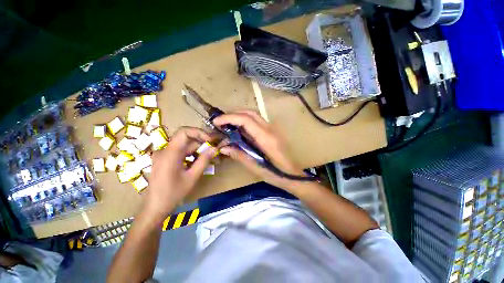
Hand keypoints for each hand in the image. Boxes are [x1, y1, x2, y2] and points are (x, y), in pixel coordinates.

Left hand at [144, 127, 216, 221]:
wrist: (154, 208)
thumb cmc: (173, 194)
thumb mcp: (192, 177)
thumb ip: (204, 161)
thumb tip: (215, 148)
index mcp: (170, 153)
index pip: (184, 132)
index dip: (199, 132)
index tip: (210, 140)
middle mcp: (165, 150)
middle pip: (186, 139)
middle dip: (202, 142)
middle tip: (214, 149)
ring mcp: (164, 155)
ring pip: (185, 146)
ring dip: (198, 149)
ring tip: (210, 156)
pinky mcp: (165, 159)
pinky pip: (181, 152)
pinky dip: (192, 154)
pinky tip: (199, 161)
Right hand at [213, 110, 304, 189]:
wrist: (293, 175)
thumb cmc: (276, 174)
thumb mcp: (255, 168)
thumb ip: (239, 155)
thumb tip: (223, 147)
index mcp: (266, 138)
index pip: (246, 120)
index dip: (229, 118)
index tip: (216, 122)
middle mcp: (270, 129)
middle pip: (250, 113)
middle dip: (233, 114)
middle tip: (221, 122)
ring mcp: (273, 129)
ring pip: (254, 115)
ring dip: (239, 116)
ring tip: (227, 124)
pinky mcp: (272, 132)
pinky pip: (257, 121)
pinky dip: (246, 121)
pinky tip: (239, 129)